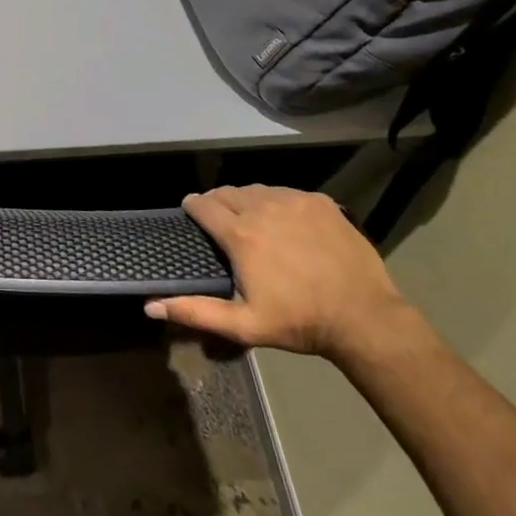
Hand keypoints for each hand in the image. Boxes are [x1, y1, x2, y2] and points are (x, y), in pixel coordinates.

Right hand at [145, 185, 411, 362]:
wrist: (365, 318)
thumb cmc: (299, 322)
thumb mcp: (244, 325)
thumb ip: (195, 312)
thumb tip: (150, 306)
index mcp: (240, 235)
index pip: (203, 205)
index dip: (193, 207)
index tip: (190, 212)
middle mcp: (262, 208)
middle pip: (227, 192)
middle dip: (218, 202)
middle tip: (220, 220)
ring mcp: (294, 201)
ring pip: (257, 190)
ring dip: (247, 200)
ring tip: (251, 218)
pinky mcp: (320, 202)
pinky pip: (287, 193)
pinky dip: (278, 202)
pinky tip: (285, 221)